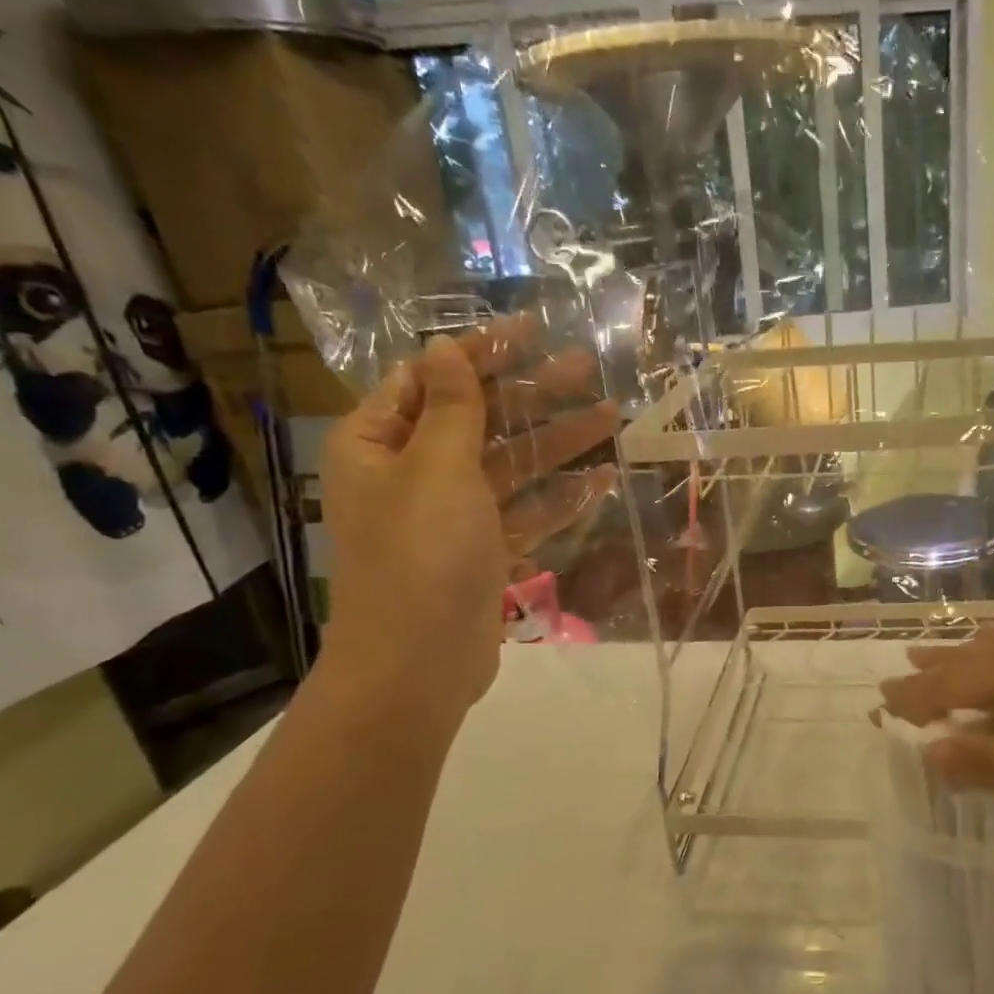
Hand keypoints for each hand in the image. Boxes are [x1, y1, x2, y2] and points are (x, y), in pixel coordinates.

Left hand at [318, 321, 619, 717]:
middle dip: (534, 394)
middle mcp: (412, 473)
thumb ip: (451, 407)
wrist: (418, 664)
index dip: (482, 352)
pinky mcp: (483, 553)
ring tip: (612, 418)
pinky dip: (560, 498)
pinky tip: (602, 481)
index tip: (533, 330)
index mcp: (380, 443)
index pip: (431, 379)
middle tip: (589, 369)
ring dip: (558, 443)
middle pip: (480, 420)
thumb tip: (446, 347)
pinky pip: (525, 513)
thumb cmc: (421, 555)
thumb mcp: (436, 469)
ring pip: (511, 466)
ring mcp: (451, 516)